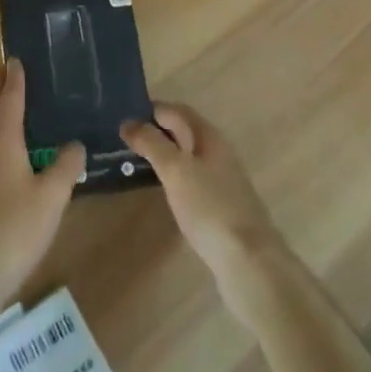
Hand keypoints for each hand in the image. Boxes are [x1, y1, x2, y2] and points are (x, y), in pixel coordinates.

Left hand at [0, 60, 83, 308]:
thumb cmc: (14, 228)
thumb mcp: (52, 196)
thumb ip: (66, 166)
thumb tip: (75, 144)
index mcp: (2, 141)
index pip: (10, 100)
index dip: (15, 79)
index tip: (16, 58)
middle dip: (2, 95)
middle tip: (16, 80)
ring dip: (0, 121)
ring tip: (20, 118)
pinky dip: (1, 146)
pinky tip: (15, 163)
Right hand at [122, 104, 285, 307]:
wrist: (249, 262)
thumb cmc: (209, 207)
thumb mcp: (175, 170)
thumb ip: (151, 143)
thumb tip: (128, 122)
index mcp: (208, 136)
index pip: (175, 110)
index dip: (150, 110)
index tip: (122, 117)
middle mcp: (217, 152)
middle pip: (183, 132)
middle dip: (155, 131)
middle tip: (123, 141)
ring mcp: (222, 180)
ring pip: (187, 156)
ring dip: (163, 155)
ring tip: (135, 164)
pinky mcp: (221, 207)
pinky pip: (192, 179)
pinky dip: (173, 178)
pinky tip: (162, 191)